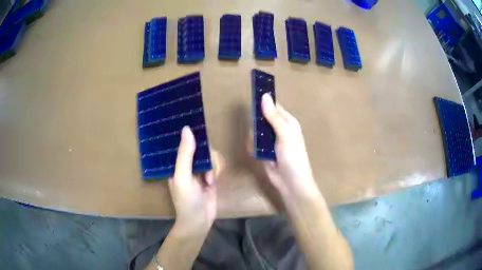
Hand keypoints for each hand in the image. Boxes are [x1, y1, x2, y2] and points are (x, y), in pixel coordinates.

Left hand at [168, 126, 215, 232]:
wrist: (199, 221)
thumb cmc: (186, 200)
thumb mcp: (182, 176)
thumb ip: (185, 154)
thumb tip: (187, 129)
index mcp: (175, 163)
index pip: (181, 142)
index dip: (189, 134)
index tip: (198, 126)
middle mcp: (186, 164)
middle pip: (200, 147)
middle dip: (206, 155)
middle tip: (206, 167)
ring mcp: (199, 170)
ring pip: (210, 156)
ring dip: (212, 167)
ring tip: (209, 180)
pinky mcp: (210, 176)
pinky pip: (215, 165)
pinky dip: (216, 172)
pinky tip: (212, 182)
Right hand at [261, 94, 320, 200]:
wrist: (291, 183)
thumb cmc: (293, 156)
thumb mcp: (285, 134)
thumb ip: (273, 117)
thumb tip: (264, 96)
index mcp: (288, 123)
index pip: (275, 107)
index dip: (265, 100)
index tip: (252, 93)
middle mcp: (280, 130)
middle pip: (264, 118)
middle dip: (257, 118)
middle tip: (250, 118)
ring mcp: (271, 142)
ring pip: (258, 131)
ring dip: (254, 133)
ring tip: (254, 138)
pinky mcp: (264, 152)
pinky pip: (255, 144)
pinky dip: (253, 145)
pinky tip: (253, 149)